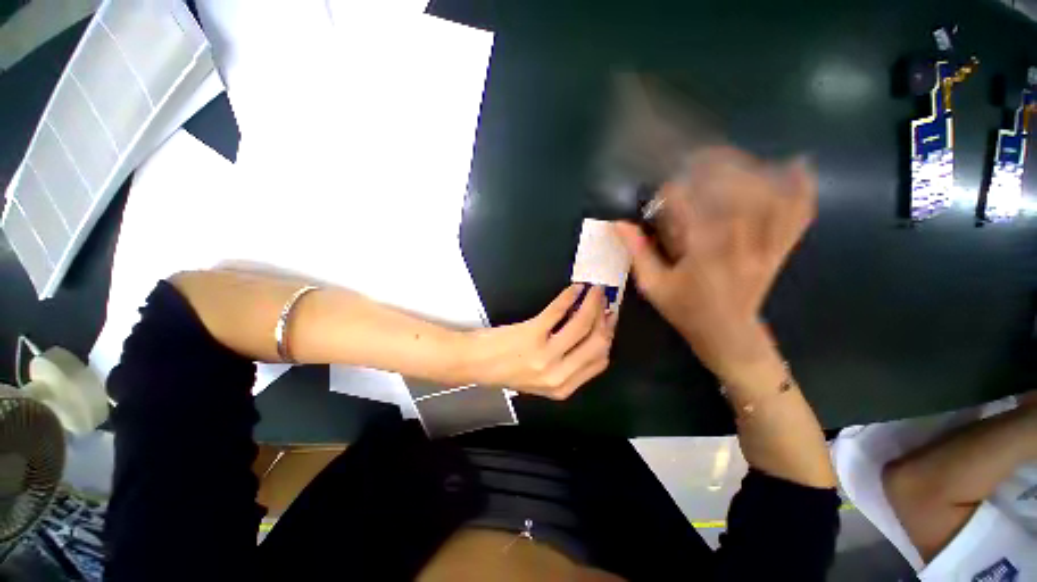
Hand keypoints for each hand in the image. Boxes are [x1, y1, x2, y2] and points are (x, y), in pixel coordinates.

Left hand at [462, 284, 616, 399]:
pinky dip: (569, 296)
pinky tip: (575, 288)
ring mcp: (545, 354)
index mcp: (563, 387)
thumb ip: (567, 364)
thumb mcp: (541, 378)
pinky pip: (558, 311)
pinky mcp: (532, 334)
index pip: (600, 361)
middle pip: (597, 343)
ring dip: (591, 302)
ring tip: (594, 289)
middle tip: (604, 300)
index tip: (609, 319)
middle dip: (605, 317)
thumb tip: (590, 333)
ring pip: (581, 324)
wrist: (475, 363)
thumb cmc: (506, 369)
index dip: (608, 337)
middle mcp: (558, 374)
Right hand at [614, 147, 815, 387]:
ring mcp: (766, 246)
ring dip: (751, 169)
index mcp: (704, 257)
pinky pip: (798, 214)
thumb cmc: (685, 311)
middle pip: (736, 194)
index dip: (676, 192)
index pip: (692, 210)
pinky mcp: (780, 248)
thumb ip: (637, 254)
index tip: (663, 186)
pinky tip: (797, 164)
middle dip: (716, 167)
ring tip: (730, 156)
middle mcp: (740, 247)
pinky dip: (802, 187)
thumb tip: (619, 224)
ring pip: (769, 197)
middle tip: (697, 156)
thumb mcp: (653, 287)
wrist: (728, 334)